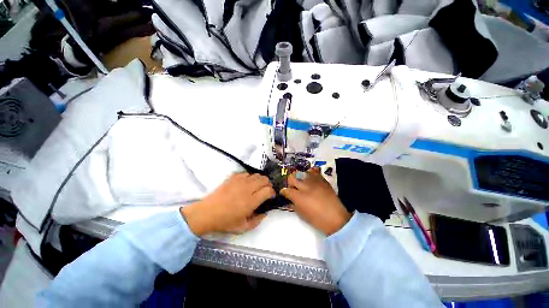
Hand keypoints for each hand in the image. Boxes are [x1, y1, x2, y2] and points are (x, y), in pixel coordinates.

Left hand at [180, 173, 274, 235]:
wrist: (208, 213)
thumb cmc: (226, 222)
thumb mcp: (243, 227)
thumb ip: (258, 220)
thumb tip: (265, 212)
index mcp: (251, 201)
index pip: (268, 190)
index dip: (272, 192)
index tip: (271, 196)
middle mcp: (248, 188)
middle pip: (265, 179)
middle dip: (268, 184)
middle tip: (264, 191)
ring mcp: (240, 181)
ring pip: (257, 175)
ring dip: (260, 180)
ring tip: (256, 187)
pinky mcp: (233, 177)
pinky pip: (247, 173)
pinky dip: (250, 177)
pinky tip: (246, 184)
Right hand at [281, 167, 350, 235]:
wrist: (336, 218)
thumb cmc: (317, 219)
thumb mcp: (302, 215)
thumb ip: (293, 205)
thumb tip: (289, 200)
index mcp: (298, 197)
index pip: (286, 190)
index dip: (283, 191)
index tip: (284, 193)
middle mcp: (305, 186)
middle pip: (292, 177)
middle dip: (290, 182)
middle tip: (293, 187)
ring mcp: (314, 181)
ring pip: (302, 173)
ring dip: (299, 178)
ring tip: (302, 183)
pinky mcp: (322, 179)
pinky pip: (314, 170)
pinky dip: (310, 172)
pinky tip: (310, 178)